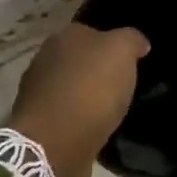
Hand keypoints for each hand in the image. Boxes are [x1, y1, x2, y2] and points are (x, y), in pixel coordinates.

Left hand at [7, 21, 149, 176]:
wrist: (55, 144)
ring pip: (70, 87)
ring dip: (86, 96)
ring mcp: (38, 92)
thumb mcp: (122, 51)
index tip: (131, 60)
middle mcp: (46, 59)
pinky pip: (66, 114)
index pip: (92, 32)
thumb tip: (139, 43)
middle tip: (123, 85)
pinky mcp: (38, 124)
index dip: (112, 44)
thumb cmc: (91, 89)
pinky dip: (79, 119)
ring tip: (111, 110)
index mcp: (64, 36)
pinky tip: (95, 129)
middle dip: (97, 70)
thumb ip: (131, 40)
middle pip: (79, 60)